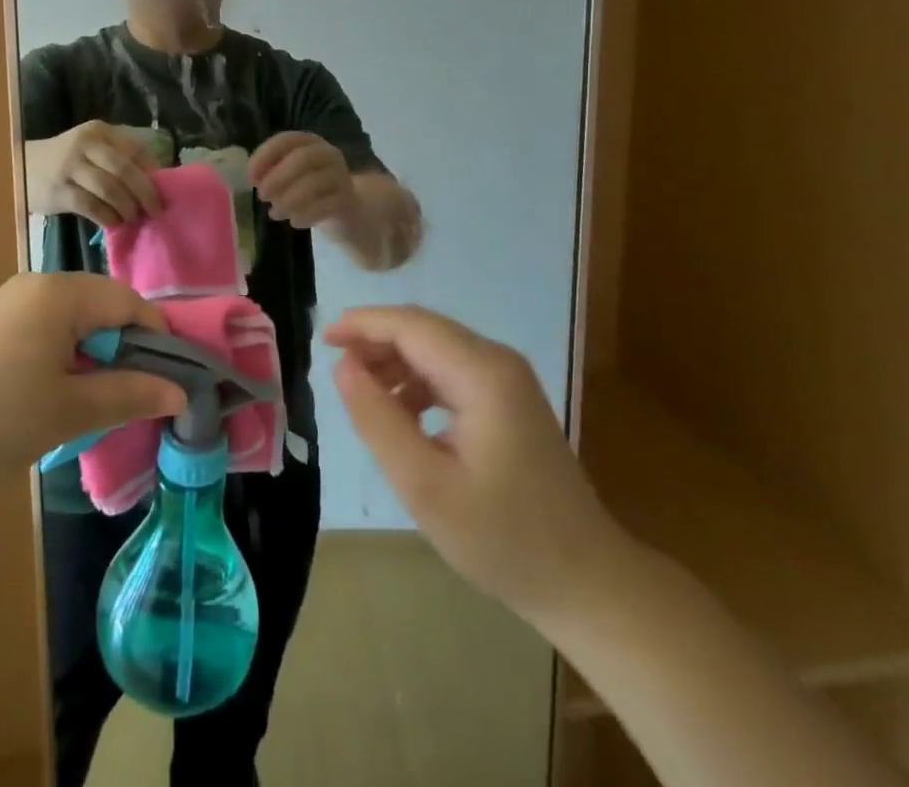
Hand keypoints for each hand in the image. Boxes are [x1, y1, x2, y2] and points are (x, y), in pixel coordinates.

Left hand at [0, 273, 185, 471]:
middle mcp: (37, 285)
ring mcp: (10, 304)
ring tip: (96, 403)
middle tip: (134, 398)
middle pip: (103, 307)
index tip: (171, 383)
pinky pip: (47, 330)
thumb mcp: (69, 410)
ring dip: (95, 356)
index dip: (157, 339)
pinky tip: (56, 396)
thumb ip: (129, 394)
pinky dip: (66, 357)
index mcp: (61, 293)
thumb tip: (180, 392)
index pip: (129, 302)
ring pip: (75, 321)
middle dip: (125, 349)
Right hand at [27, 121, 164, 227]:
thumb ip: (118, 158)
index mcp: (99, 131)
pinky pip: (90, 206)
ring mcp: (70, 167)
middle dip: (145, 193)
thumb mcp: (92, 149)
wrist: (23, 167)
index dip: (152, 173)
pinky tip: (113, 223)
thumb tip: (156, 181)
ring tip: (133, 218)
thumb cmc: (66, 161)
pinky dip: (107, 216)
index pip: (134, 150)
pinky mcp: (58, 190)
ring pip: (109, 188)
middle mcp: (85, 144)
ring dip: (127, 207)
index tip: (164, 192)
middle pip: (124, 170)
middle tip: (156, 211)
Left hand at [249, 132, 355, 228]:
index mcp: (309, 142)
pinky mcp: (348, 199)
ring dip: (288, 200)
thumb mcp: (289, 177)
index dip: (265, 156)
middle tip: (262, 196)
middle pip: (303, 157)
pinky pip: (326, 206)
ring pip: (314, 183)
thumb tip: (256, 179)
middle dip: (278, 177)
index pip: (286, 140)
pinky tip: (294, 222)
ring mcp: (341, 175)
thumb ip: (271, 173)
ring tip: (275, 214)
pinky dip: (305, 215)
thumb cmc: (308, 188)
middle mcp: (328, 154)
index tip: (250, 178)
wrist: (346, 210)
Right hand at [326, 305, 624, 620]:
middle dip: (374, 341)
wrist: (587, 583)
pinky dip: (416, 381)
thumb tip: (343, 366)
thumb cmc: (503, 538)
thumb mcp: (425, 485)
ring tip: (361, 394)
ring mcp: (507, 380)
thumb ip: (378, 420)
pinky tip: (400, 414)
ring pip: (435, 348)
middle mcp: (497, 362)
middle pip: (423, 330)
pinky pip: (450, 371)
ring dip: (394, 362)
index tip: (322, 339)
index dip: (362, 324)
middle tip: (335, 368)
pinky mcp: (508, 400)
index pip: (410, 325)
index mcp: (482, 374)